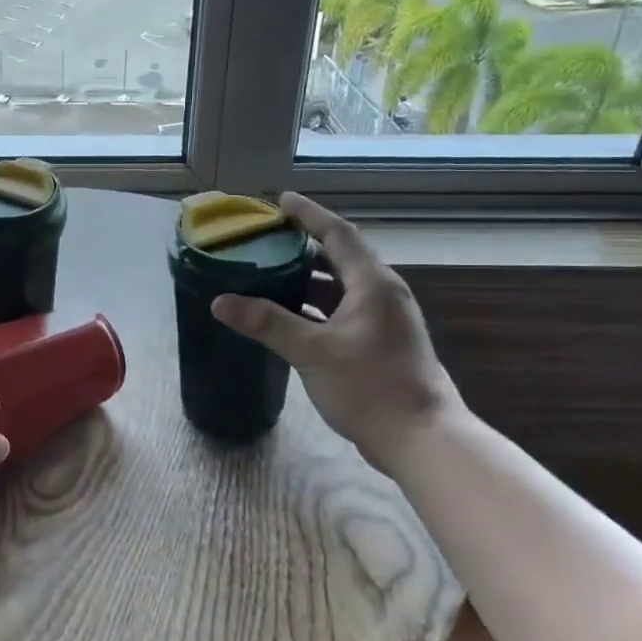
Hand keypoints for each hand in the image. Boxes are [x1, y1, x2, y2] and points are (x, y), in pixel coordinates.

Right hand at [210, 192, 460, 467]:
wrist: (421, 439)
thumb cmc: (370, 387)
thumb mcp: (312, 351)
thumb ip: (266, 323)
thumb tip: (220, 302)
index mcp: (373, 284)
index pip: (338, 234)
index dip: (309, 214)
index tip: (281, 200)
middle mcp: (382, 294)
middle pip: (339, 257)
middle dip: (302, 246)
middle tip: (265, 240)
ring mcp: (384, 320)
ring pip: (340, 286)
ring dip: (307, 278)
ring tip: (268, 274)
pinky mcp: (380, 343)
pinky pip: (342, 309)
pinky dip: (315, 305)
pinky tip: (289, 316)